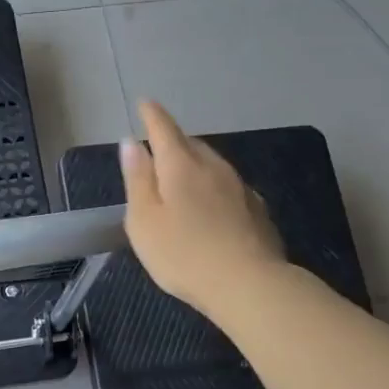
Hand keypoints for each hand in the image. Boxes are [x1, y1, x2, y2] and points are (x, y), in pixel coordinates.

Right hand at [120, 99, 285, 315]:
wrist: (249, 285)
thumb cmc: (183, 254)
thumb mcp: (144, 220)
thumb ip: (137, 179)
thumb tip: (132, 143)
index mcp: (181, 166)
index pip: (164, 129)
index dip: (152, 115)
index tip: (145, 103)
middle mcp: (213, 167)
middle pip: (191, 144)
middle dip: (173, 141)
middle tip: (158, 147)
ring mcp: (240, 187)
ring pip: (213, 164)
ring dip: (195, 163)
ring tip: (182, 175)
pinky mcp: (257, 210)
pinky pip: (229, 186)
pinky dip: (214, 186)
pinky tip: (212, 204)